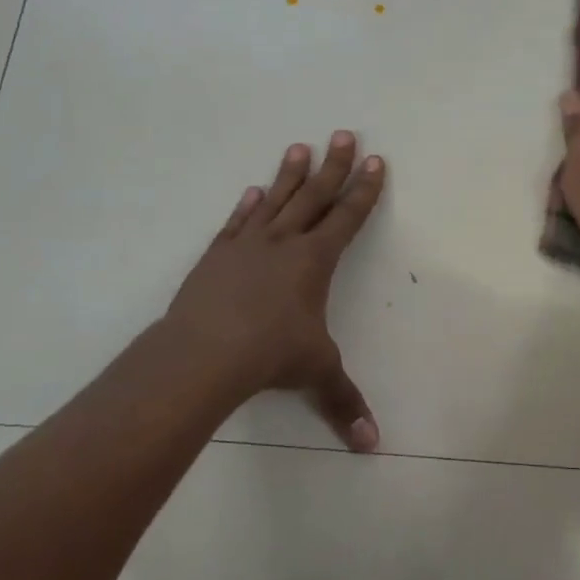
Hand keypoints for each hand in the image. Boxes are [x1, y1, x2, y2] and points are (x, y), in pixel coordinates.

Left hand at [156, 133, 385, 450]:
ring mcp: (247, 246)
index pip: (347, 218)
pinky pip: (237, 223)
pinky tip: (252, 190)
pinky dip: (247, 206)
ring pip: (275, 200)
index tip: (376, 162)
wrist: (203, 353)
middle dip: (334, 166)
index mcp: (315, 261)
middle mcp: (284, 243)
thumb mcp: (316, 374)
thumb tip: (372, 446)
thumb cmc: (270, 355)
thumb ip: (344, 402)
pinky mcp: (216, 257)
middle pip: (314, 195)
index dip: (365, 190)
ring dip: (290, 174)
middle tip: (343, 133)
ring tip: (300, 147)